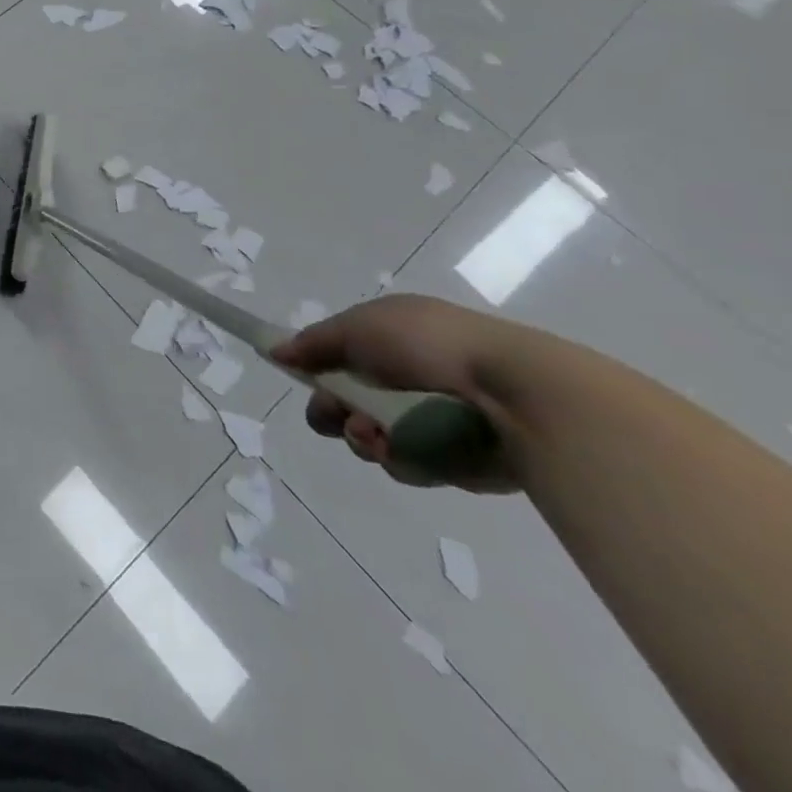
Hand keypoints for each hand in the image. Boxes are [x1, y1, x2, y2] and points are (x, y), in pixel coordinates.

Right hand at [271, 294, 524, 492]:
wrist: (516, 393)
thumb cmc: (429, 345)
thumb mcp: (359, 327)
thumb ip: (314, 342)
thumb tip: (275, 350)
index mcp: (390, 339)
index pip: (339, 359)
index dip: (316, 372)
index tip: (304, 382)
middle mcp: (409, 377)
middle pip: (350, 404)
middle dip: (336, 414)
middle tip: (340, 418)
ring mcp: (433, 419)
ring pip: (376, 439)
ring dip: (367, 439)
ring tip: (380, 438)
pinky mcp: (457, 459)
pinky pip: (412, 465)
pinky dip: (405, 459)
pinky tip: (412, 451)